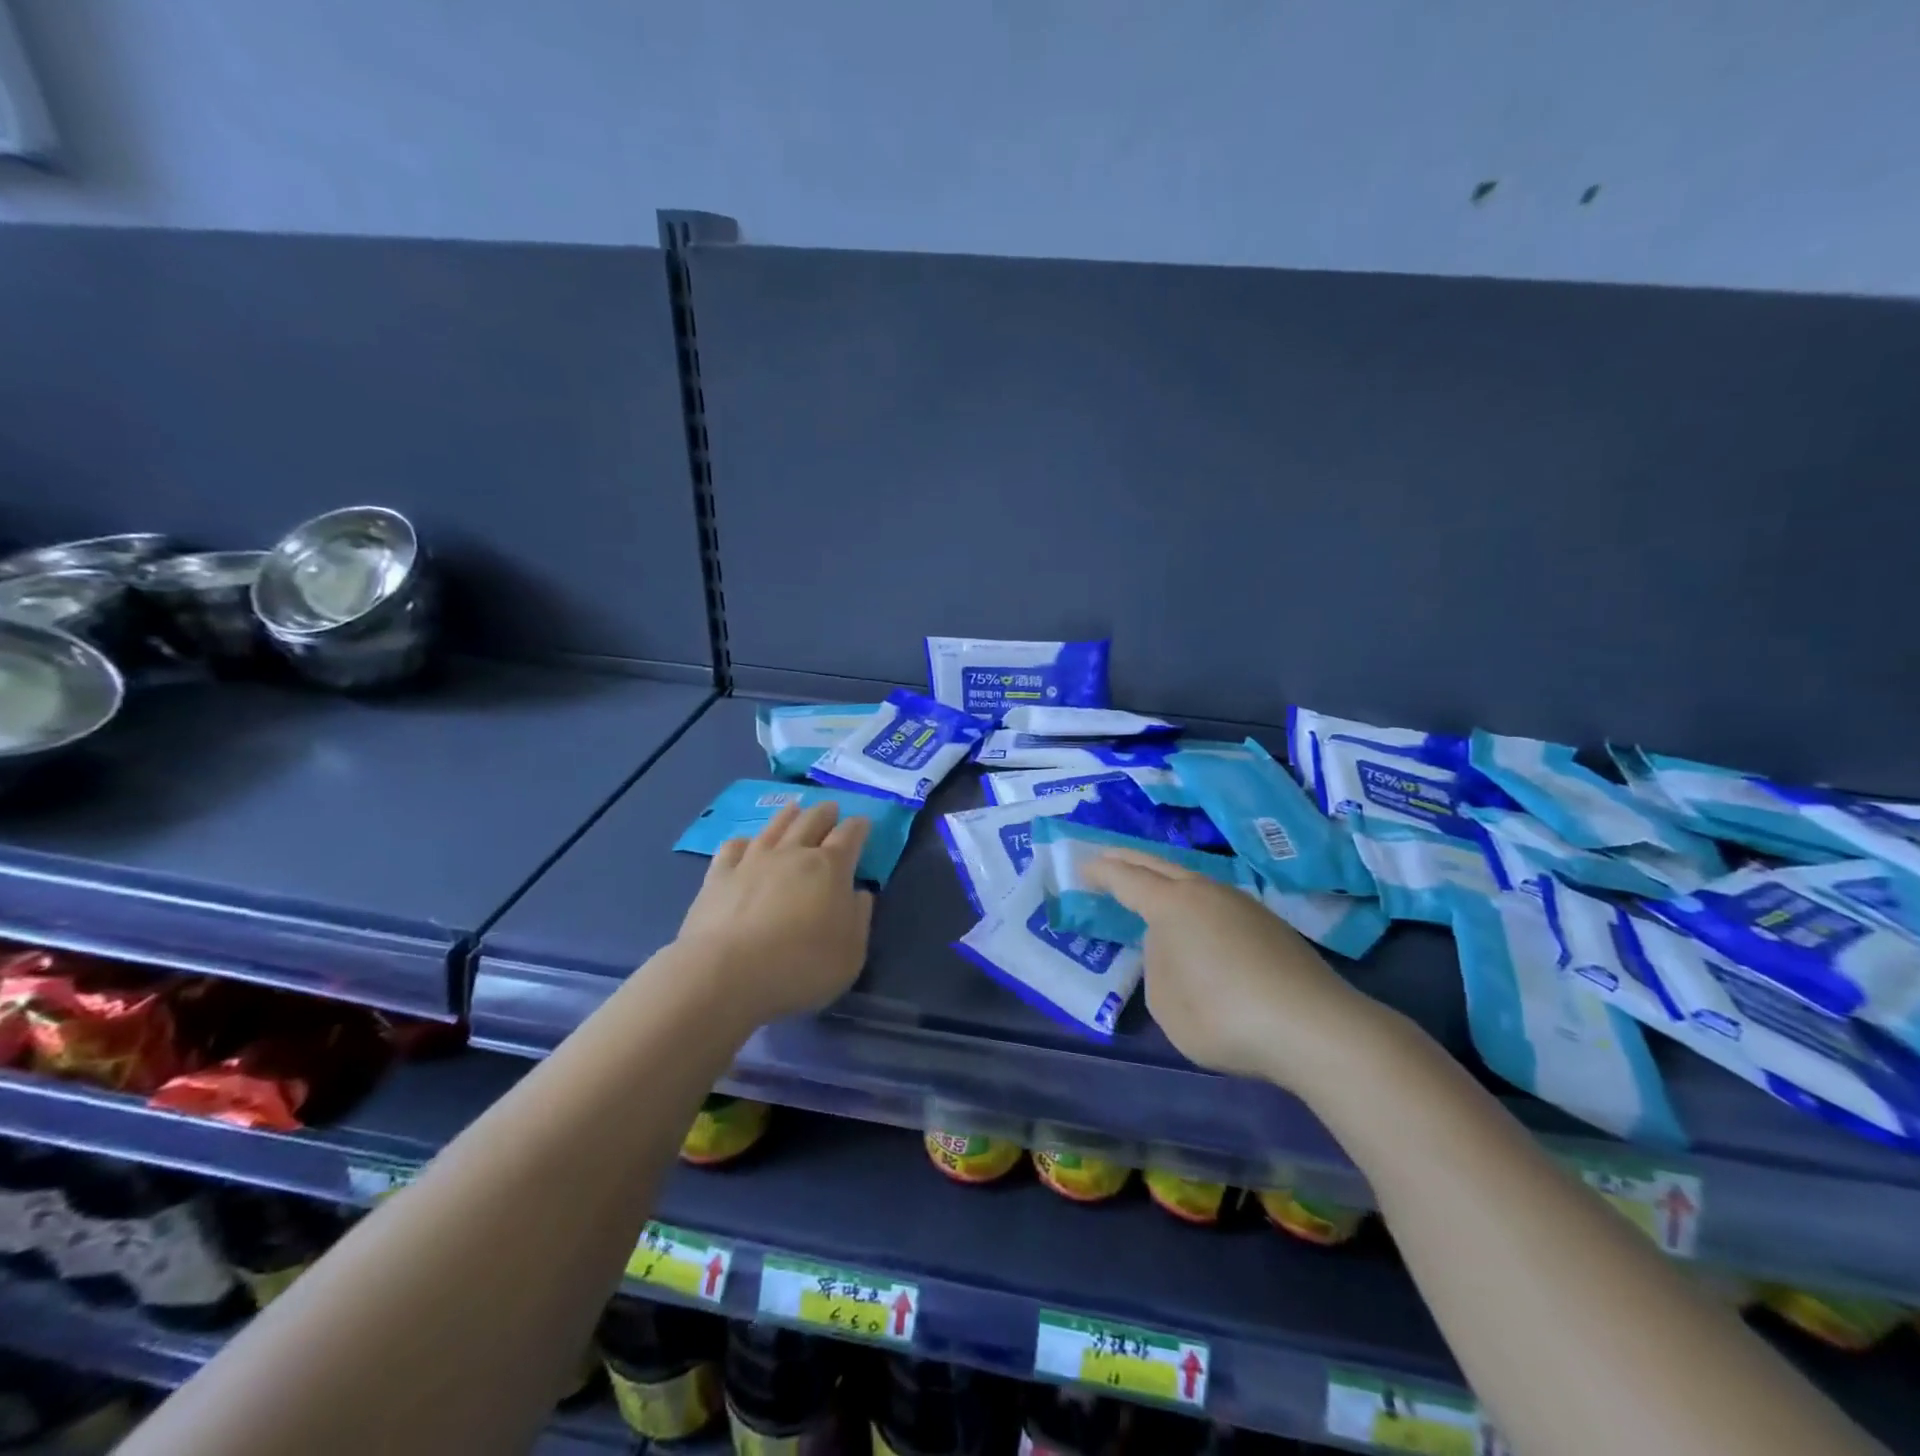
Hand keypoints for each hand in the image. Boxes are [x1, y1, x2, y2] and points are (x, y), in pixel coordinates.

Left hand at [675, 801, 875, 1025]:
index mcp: (830, 868)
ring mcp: (752, 861)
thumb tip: (859, 893)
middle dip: (825, 813)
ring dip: (788, 815)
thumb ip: (859, 918)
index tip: (863, 824)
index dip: (859, 827)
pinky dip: (744, 842)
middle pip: (812, 821)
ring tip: (795, 809)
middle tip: (831, 809)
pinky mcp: (718, 876)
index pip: (850, 836)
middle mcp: (792, 853)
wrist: (727, 974)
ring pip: (774, 826)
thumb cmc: (801, 966)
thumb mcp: (851, 953)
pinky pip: (732, 848)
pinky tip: (745, 844)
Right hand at [1085, 849, 1391, 1089]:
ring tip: (1148, 888)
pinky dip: (1192, 901)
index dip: (1101, 872)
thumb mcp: (1168, 1004)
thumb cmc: (1226, 1017)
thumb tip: (1170, 946)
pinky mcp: (1269, 924)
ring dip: (1164, 879)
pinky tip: (1195, 921)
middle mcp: (1206, 893)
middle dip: (1128, 861)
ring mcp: (1242, 904)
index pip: (1126, 879)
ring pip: (1192, 880)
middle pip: (1159, 866)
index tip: (1082, 867)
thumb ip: (1157, 966)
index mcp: (1173, 906)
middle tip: (1105, 858)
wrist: (1316, 1028)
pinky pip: (1216, 900)